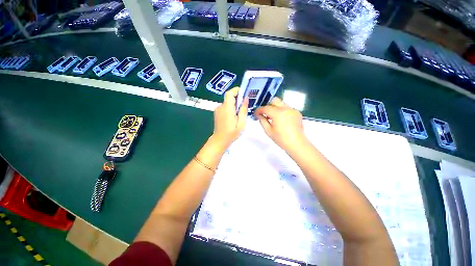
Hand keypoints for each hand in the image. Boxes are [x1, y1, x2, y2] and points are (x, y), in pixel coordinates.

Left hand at [212, 87, 248, 146]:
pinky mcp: (217, 112)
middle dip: (237, 98)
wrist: (220, 140)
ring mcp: (218, 109)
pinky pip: (225, 106)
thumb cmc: (232, 133)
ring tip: (240, 113)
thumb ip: (243, 110)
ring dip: (234, 104)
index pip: (229, 93)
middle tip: (245, 105)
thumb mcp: (241, 123)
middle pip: (229, 97)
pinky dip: (230, 108)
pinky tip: (234, 116)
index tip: (244, 93)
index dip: (236, 90)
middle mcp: (221, 107)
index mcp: (227, 109)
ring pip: (227, 102)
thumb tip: (246, 99)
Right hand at [255, 98, 307, 151]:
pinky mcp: (297, 112)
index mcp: (277, 113)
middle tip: (265, 113)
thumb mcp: (268, 131)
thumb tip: (259, 115)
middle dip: (268, 105)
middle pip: (274, 100)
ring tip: (273, 117)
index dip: (259, 110)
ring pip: (281, 103)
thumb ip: (262, 120)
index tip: (256, 113)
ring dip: (275, 108)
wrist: (296, 143)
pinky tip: (282, 120)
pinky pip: (287, 108)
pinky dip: (282, 111)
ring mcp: (292, 109)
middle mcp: (285, 108)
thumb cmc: (280, 139)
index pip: (265, 108)